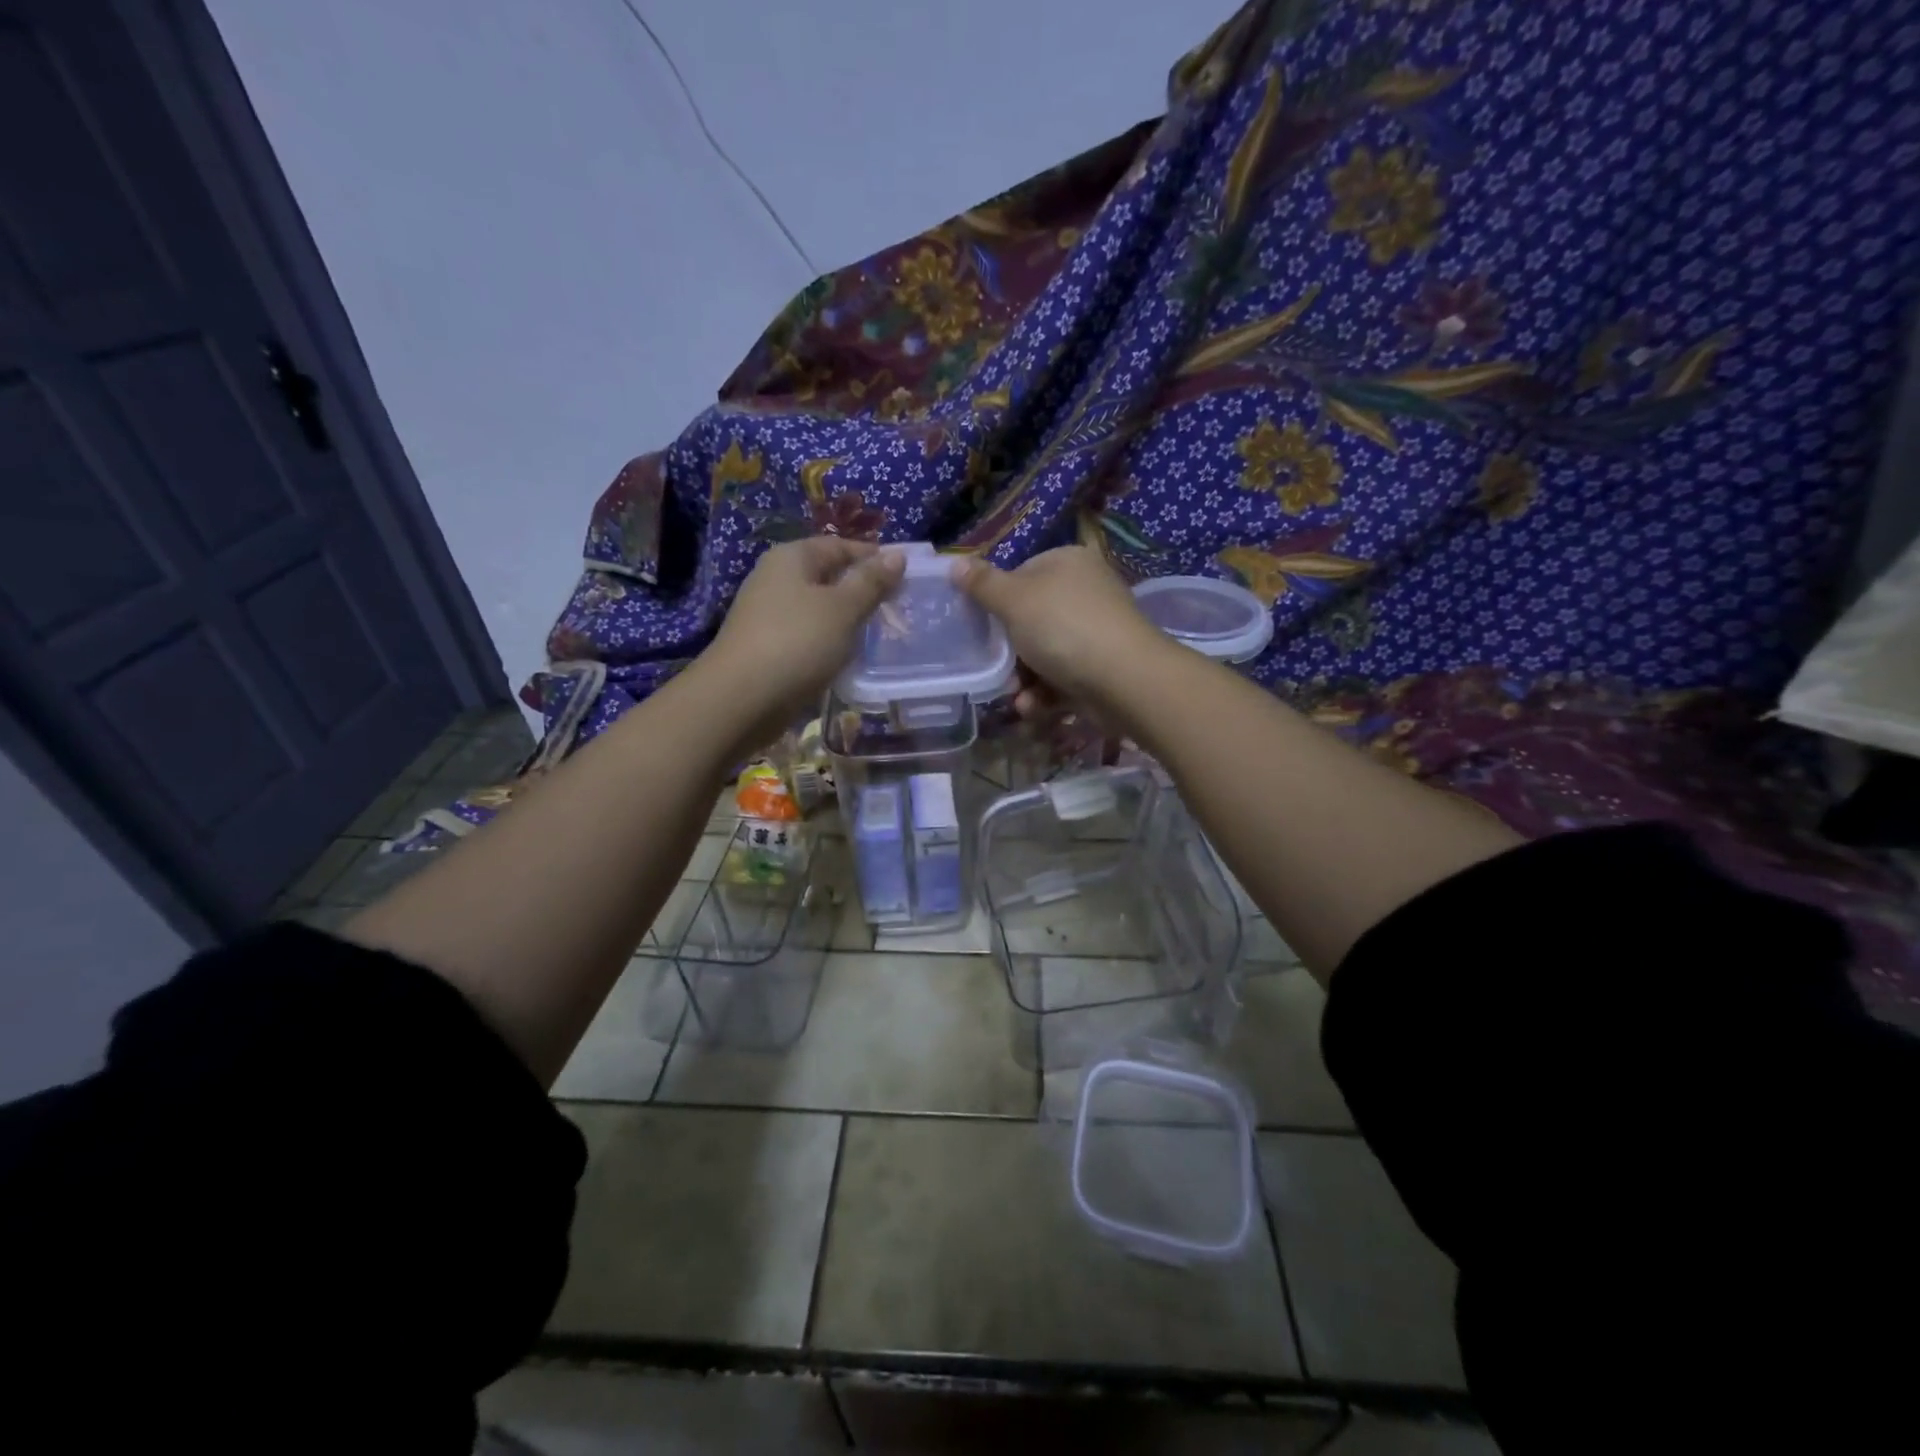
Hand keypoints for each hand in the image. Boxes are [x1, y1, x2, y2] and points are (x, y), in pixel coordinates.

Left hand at [704, 537, 904, 738]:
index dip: (873, 557)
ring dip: (846, 619)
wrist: (741, 699)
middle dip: (861, 590)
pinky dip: (828, 641)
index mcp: (792, 558)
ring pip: (818, 608)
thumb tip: (897, 555)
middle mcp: (775, 579)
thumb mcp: (843, 608)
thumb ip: (871, 582)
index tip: (905, 577)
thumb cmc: (797, 642)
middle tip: (896, 608)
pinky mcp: (767, 647)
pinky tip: (846, 656)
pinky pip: (807, 635)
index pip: (840, 545)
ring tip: (878, 634)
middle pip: (827, 576)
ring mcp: (768, 614)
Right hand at [951, 547, 1171, 712]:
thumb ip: (983, 585)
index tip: (982, 627)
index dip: (998, 601)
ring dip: (1024, 679)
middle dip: (1010, 651)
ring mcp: (1097, 631)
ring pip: (1045, 653)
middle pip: (1032, 619)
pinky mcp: (1103, 667)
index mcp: (1067, 563)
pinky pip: (1064, 677)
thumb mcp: (1014, 601)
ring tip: (1016, 696)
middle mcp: (1085, 591)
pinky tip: (1035, 708)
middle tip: (995, 668)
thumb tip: (954, 563)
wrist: (1125, 679)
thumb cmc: (1063, 628)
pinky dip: (1046, 694)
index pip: (1021, 575)